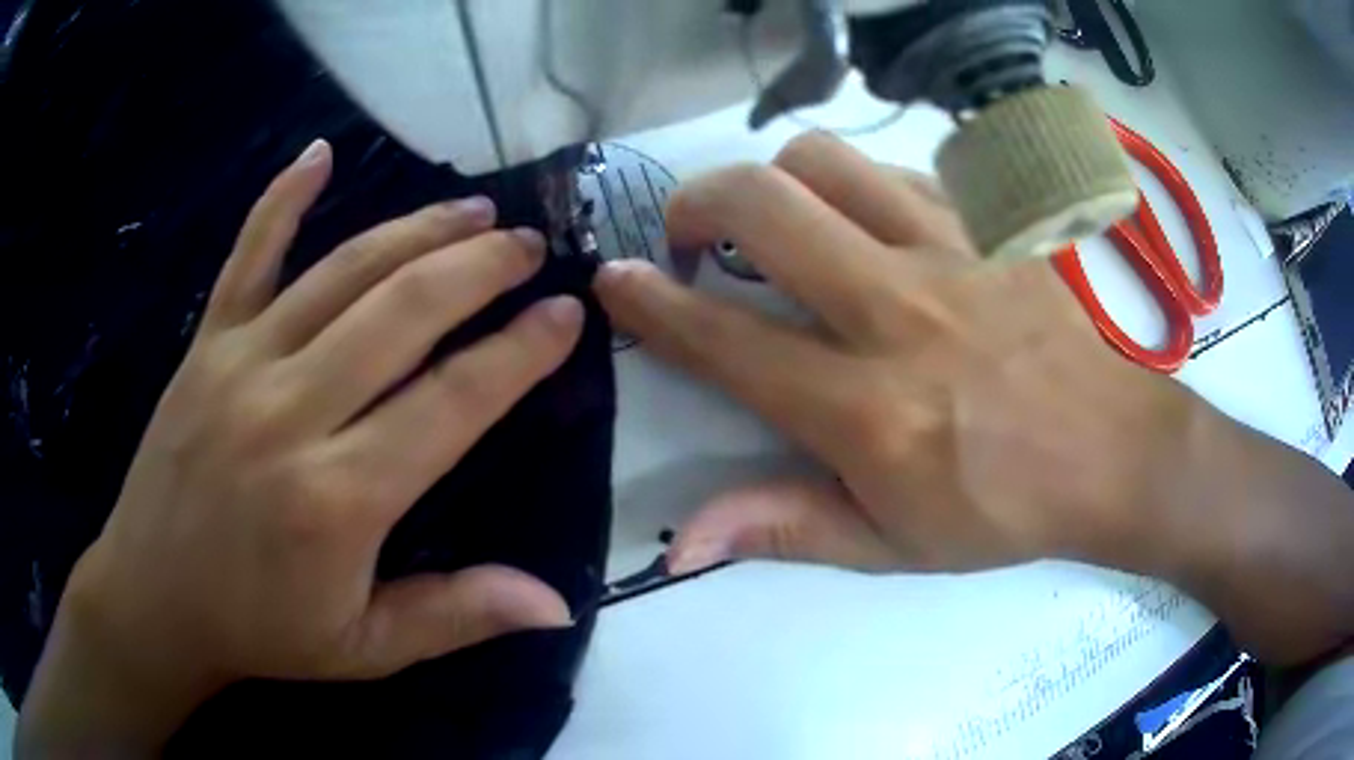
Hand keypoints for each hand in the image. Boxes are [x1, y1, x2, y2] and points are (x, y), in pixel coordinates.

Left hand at [20, 140, 584, 751]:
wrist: (153, 598)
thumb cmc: (259, 630)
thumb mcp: (364, 647)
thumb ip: (457, 615)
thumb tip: (557, 603)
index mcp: (338, 498)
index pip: (451, 402)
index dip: (517, 353)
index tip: (565, 312)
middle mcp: (291, 412)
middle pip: (402, 311)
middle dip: (479, 267)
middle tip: (527, 243)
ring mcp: (241, 364)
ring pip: (342, 271)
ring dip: (416, 230)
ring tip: (472, 210)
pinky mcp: (204, 344)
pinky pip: (248, 253)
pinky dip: (283, 196)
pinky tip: (319, 153)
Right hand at [596, 131, 1190, 575]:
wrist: (1109, 452)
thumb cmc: (1001, 510)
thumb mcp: (890, 545)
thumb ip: (781, 526)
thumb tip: (679, 545)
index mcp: (868, 410)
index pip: (727, 341)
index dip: (652, 306)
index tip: (613, 280)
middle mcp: (898, 312)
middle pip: (764, 206)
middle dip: (696, 204)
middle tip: (689, 239)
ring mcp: (948, 252)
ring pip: (823, 162)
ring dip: (773, 183)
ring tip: (776, 225)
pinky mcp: (986, 225)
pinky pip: (892, 170)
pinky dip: (852, 188)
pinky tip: (861, 227)